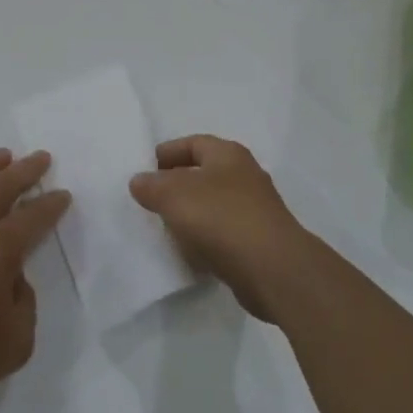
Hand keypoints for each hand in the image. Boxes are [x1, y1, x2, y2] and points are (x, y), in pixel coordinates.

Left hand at [0, 149, 70, 411]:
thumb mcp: (15, 341)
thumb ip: (24, 303)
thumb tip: (13, 277)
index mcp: (0, 249)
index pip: (34, 217)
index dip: (52, 205)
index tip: (63, 194)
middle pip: (2, 187)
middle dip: (25, 170)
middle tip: (40, 157)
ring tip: (1, 155)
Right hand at [129, 135, 311, 321]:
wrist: (273, 269)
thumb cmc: (221, 218)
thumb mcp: (174, 195)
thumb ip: (152, 185)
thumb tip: (139, 181)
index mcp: (228, 154)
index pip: (193, 143)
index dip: (167, 153)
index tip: (145, 169)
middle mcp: (245, 176)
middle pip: (203, 174)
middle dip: (177, 186)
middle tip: (151, 200)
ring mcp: (255, 210)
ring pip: (213, 205)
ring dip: (191, 215)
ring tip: (166, 228)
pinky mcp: (258, 241)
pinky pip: (223, 234)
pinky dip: (205, 239)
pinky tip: (190, 253)